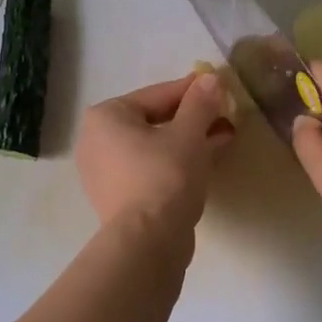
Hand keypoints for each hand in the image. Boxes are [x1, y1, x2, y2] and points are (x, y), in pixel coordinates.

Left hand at [75, 72, 233, 236]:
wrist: (148, 243)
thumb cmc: (164, 177)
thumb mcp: (188, 134)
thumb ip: (200, 103)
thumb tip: (210, 79)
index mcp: (106, 117)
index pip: (157, 94)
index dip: (193, 90)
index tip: (219, 86)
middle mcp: (97, 140)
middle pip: (155, 120)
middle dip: (193, 117)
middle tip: (225, 114)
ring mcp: (105, 172)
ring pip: (155, 146)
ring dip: (190, 140)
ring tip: (224, 135)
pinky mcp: (119, 197)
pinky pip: (152, 168)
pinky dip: (177, 162)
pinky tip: (208, 159)